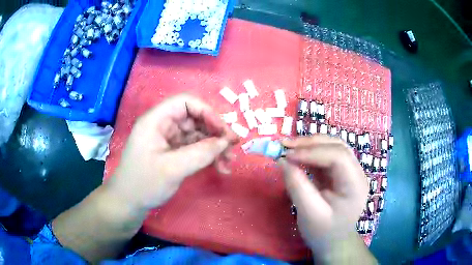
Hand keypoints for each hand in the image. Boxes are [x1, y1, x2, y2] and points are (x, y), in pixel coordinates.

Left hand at [108, 94, 238, 211]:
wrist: (129, 204)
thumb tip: (226, 141)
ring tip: (228, 163)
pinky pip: (194, 148)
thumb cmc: (144, 184)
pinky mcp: (172, 152)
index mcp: (156, 120)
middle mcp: (163, 125)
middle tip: (232, 149)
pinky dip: (207, 156)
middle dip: (215, 133)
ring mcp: (168, 139)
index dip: (207, 112)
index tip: (223, 132)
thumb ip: (201, 153)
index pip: (186, 102)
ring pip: (197, 134)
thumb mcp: (173, 169)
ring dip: (214, 147)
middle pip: (194, 118)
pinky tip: (219, 167)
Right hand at [279, 135, 367, 251]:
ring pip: (331, 146)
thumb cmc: (323, 232)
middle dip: (310, 143)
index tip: (287, 155)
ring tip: (289, 147)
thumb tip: (282, 161)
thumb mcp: (309, 214)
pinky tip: (297, 155)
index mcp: (356, 185)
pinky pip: (325, 154)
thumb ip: (297, 187)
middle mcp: (356, 172)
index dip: (313, 152)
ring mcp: (349, 170)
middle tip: (285, 145)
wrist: (333, 241)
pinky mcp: (339, 172)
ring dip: (310, 144)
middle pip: (337, 146)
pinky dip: (310, 152)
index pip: (339, 156)